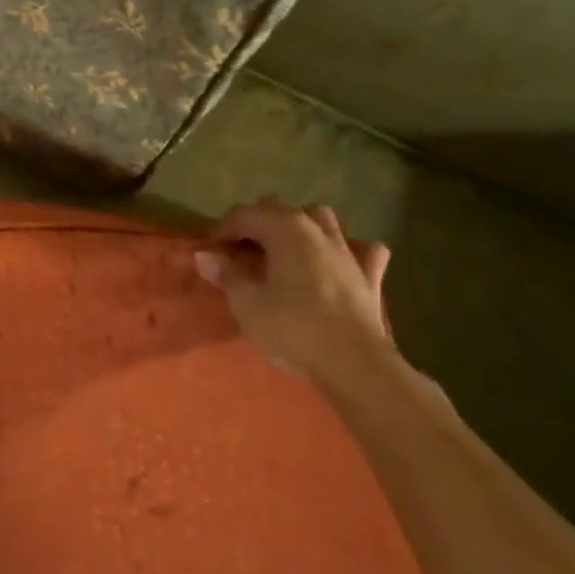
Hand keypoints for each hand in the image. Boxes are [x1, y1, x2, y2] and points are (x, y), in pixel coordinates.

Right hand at [194, 196, 393, 386]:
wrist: (354, 365)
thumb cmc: (293, 329)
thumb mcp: (247, 303)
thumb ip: (226, 274)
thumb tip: (204, 255)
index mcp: (284, 229)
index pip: (244, 215)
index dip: (222, 229)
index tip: (209, 250)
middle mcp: (316, 228)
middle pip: (279, 208)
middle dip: (256, 223)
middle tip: (240, 251)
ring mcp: (347, 249)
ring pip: (320, 219)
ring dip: (300, 227)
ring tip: (285, 249)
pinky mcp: (370, 274)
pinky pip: (361, 249)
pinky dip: (347, 250)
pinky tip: (339, 262)